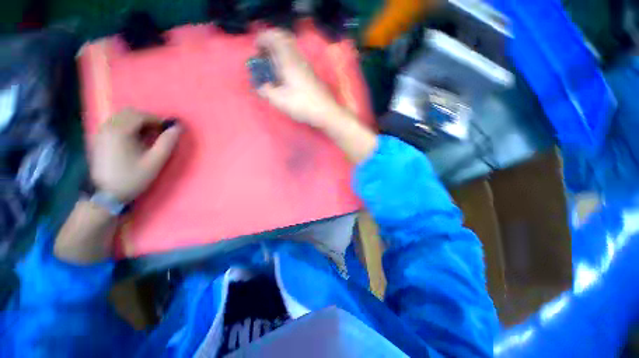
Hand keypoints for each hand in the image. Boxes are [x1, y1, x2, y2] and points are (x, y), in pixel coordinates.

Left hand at [90, 109, 180, 201]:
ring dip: (137, 123)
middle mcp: (108, 127)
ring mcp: (101, 132)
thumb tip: (178, 128)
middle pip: (130, 113)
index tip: (168, 131)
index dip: (158, 121)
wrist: (106, 194)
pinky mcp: (98, 138)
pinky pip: (115, 124)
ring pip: (122, 117)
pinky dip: (127, 126)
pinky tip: (133, 140)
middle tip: (158, 134)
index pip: (142, 116)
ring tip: (147, 137)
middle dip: (147, 120)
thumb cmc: (132, 177)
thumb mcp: (155, 161)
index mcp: (121, 131)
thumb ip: (167, 142)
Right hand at [256, 29, 342, 127]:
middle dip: (271, 42)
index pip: (274, 37)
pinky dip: (287, 60)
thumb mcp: (279, 100)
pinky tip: (285, 76)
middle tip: (264, 54)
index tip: (256, 48)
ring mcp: (307, 66)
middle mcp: (298, 58)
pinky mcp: (311, 74)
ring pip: (291, 49)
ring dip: (279, 52)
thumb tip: (260, 87)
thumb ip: (266, 91)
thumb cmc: (302, 104)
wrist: (325, 111)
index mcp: (288, 60)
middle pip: (284, 39)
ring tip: (273, 66)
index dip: (262, 38)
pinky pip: (296, 59)